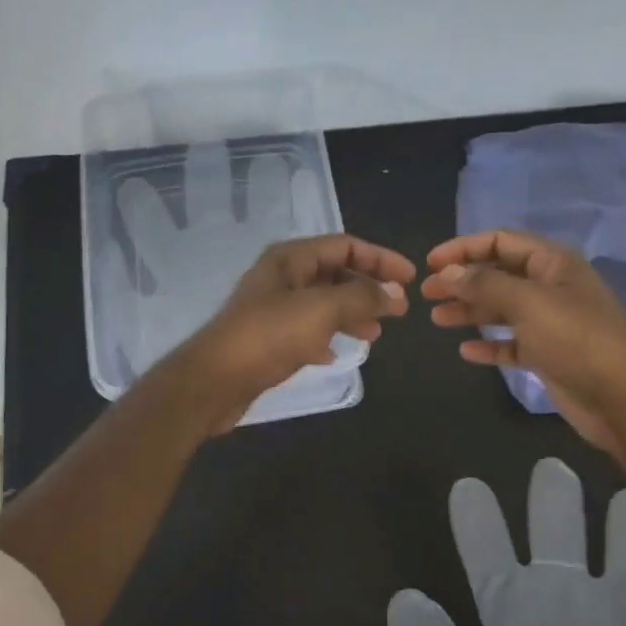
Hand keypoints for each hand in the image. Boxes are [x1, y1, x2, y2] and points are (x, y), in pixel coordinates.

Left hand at [173, 234, 415, 431]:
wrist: (215, 380)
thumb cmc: (269, 335)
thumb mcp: (322, 310)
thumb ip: (362, 297)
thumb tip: (393, 294)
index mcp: (291, 258)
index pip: (345, 245)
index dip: (381, 259)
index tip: (410, 279)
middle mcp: (282, 277)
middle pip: (335, 273)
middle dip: (368, 289)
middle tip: (398, 311)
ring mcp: (273, 309)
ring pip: (323, 304)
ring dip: (351, 314)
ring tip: (375, 334)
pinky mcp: (267, 339)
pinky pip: (306, 330)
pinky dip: (327, 337)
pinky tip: (337, 354)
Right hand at [423, 229, 625, 458]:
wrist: (623, 398)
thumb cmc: (577, 339)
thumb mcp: (528, 303)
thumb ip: (485, 284)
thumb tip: (447, 272)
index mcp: (553, 263)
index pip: (501, 241)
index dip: (464, 248)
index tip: (430, 263)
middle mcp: (550, 287)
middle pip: (497, 275)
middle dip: (462, 281)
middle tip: (427, 294)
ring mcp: (550, 322)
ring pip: (501, 309)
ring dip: (469, 311)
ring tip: (437, 319)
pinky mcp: (548, 354)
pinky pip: (511, 343)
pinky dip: (489, 344)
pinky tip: (466, 351)